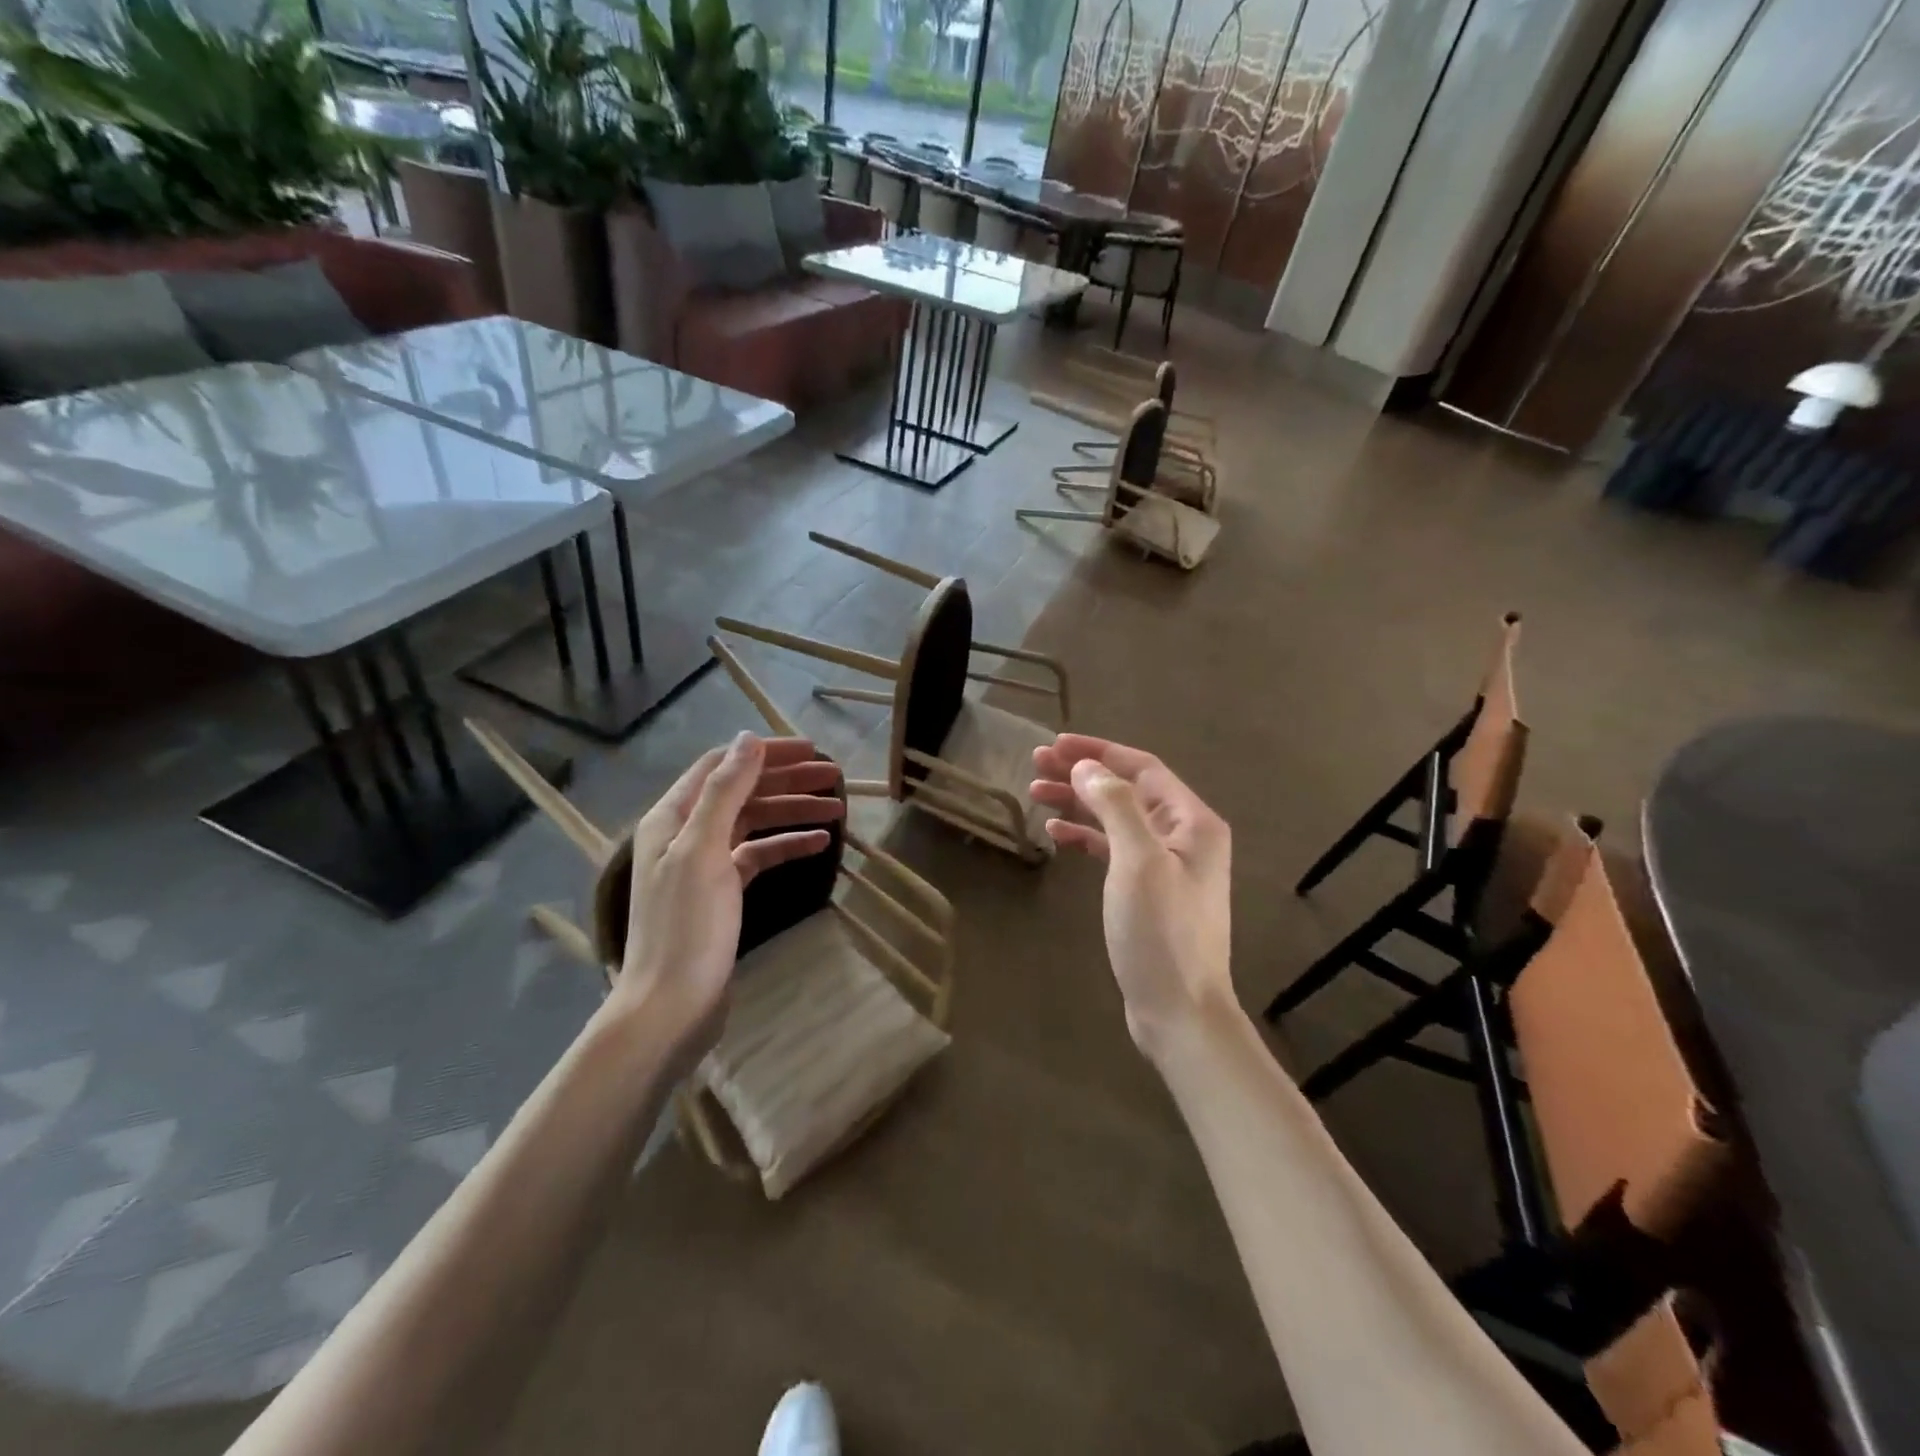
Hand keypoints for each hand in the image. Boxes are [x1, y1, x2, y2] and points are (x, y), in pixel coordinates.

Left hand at [609, 733, 842, 1065]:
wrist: (672, 1007)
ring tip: (838, 809)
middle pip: (742, 792)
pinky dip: (787, 845)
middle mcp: (686, 833)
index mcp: (673, 817)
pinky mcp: (722, 892)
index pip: (722, 766)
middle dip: (788, 781)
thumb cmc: (685, 927)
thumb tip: (749, 738)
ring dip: (793, 812)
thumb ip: (724, 792)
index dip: (765, 753)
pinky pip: (759, 855)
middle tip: (835, 776)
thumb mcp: (704, 851)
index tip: (811, 750)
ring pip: (754, 822)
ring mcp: (704, 864)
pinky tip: (820, 844)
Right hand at [1031, 734, 1232, 1058]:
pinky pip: (1114, 849)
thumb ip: (1116, 806)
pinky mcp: (1148, 891)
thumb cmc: (1161, 934)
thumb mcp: (1138, 862)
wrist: (1179, 1011)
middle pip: (1127, 789)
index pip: (1142, 767)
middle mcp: (1184, 836)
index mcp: (1192, 821)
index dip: (1098, 751)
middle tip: (1035, 764)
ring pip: (1116, 818)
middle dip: (1082, 774)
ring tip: (1035, 792)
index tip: (1055, 744)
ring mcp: (1166, 865)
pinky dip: (1086, 837)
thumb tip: (1087, 768)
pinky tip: (1056, 834)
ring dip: (1079, 803)